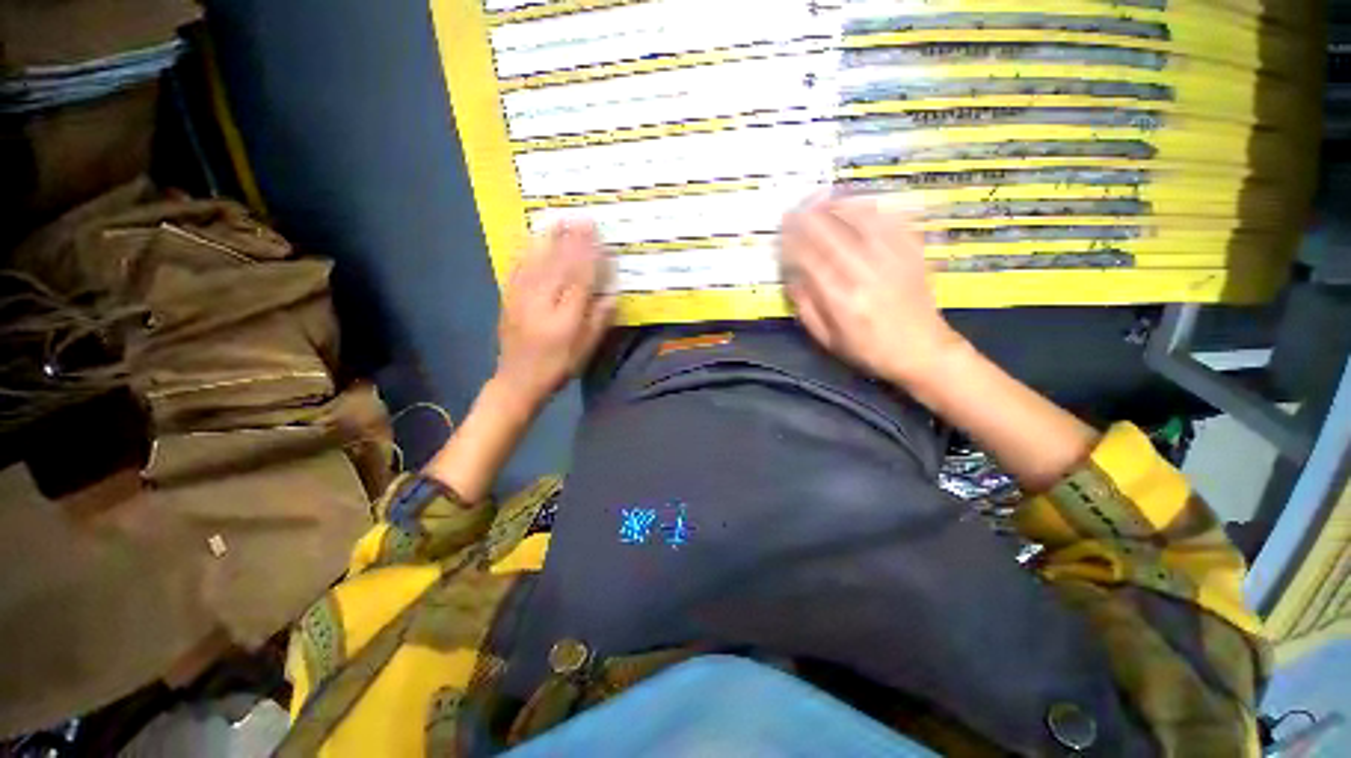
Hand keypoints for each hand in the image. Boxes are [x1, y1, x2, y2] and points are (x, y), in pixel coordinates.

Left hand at [494, 220, 614, 409]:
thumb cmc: (558, 367)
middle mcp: (541, 303)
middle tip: (580, 217)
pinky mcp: (508, 298)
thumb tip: (612, 293)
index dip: (588, 254)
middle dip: (570, 240)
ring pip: (536, 262)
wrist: (518, 381)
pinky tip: (531, 238)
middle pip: (557, 265)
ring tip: (557, 219)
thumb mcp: (585, 350)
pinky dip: (525, 251)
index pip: (579, 279)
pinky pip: (517, 269)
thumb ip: (598, 321)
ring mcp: (521, 298)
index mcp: (564, 317)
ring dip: (547, 239)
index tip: (596, 234)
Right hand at [780, 196, 965, 388]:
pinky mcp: (912, 254)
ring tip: (822, 199)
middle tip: (794, 209)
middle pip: (833, 234)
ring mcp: (892, 260)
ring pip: (862, 221)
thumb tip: (792, 280)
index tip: (781, 232)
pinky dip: (873, 208)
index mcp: (841, 299)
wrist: (922, 351)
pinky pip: (892, 221)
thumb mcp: (828, 340)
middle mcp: (865, 274)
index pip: (810, 259)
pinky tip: (860, 203)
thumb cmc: (869, 350)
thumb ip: (807, 310)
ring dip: (838, 206)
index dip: (792, 241)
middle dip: (809, 218)